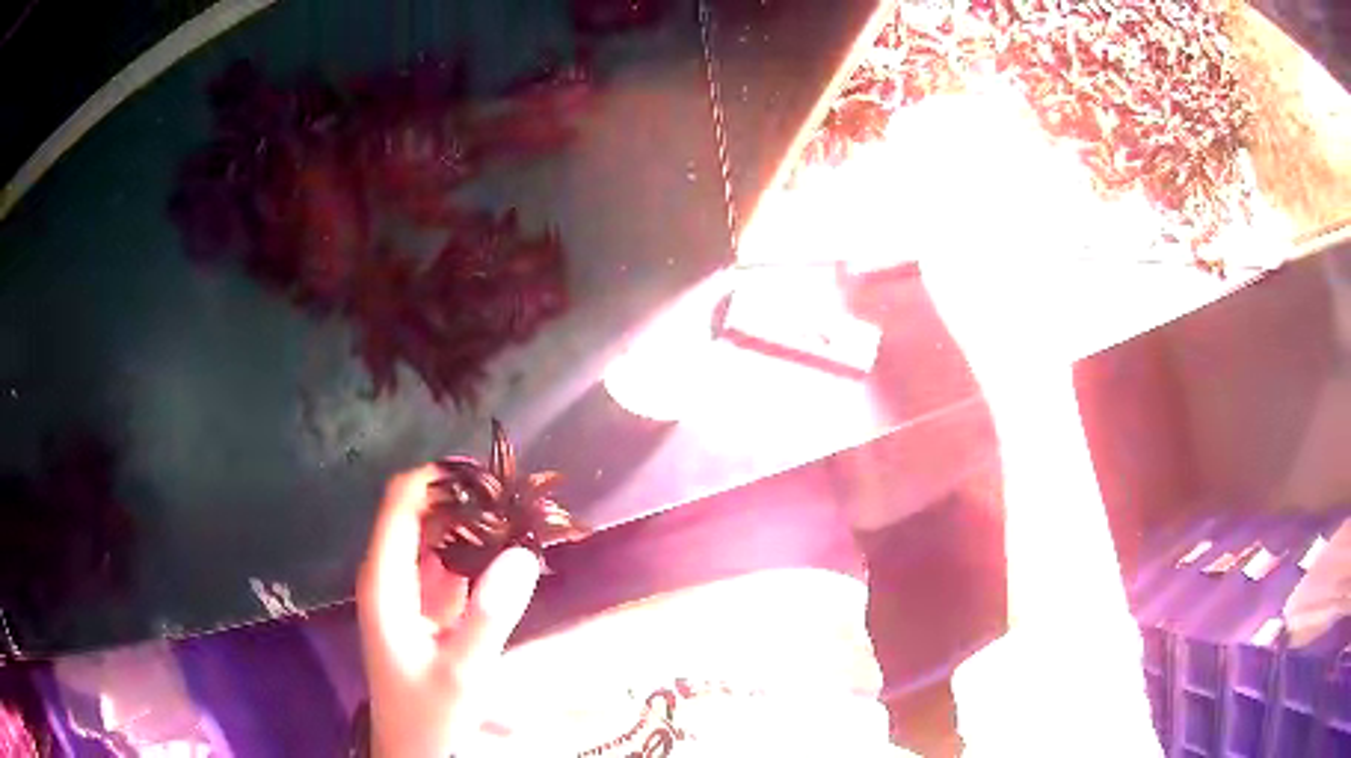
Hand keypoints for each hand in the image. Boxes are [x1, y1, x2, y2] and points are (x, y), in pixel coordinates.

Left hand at [357, 466, 540, 757]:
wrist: (413, 747)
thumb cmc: (429, 712)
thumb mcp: (463, 671)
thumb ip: (489, 616)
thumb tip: (521, 553)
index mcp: (385, 581)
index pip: (401, 503)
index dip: (439, 479)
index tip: (489, 474)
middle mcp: (389, 575)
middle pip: (419, 513)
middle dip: (464, 500)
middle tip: (517, 499)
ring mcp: (405, 590)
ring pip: (434, 537)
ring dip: (472, 525)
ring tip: (519, 519)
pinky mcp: (423, 606)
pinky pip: (446, 565)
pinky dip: (474, 555)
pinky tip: (507, 556)